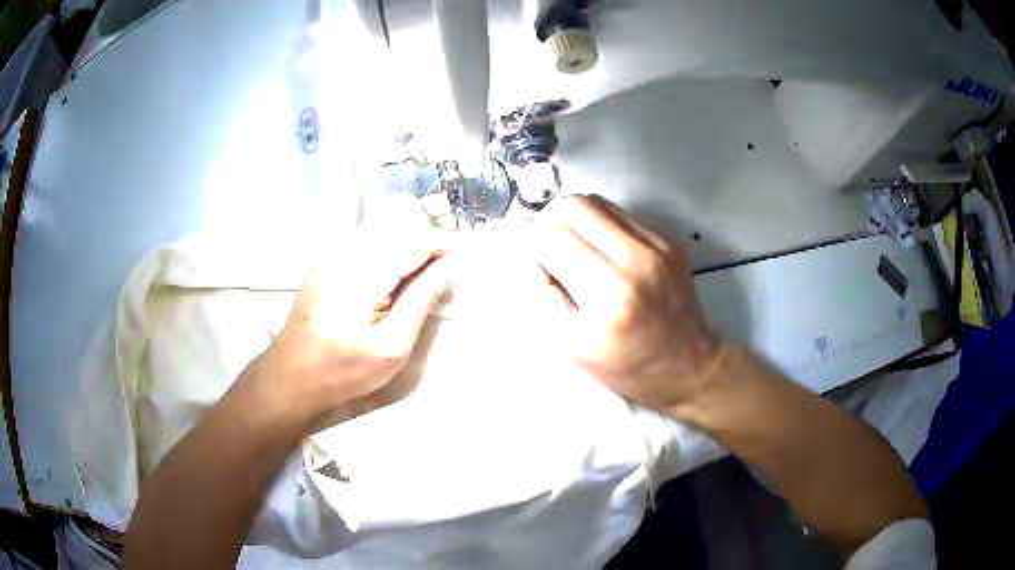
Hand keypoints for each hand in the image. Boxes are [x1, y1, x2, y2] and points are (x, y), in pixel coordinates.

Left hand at [247, 201, 454, 418]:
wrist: (293, 375)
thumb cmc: (343, 370)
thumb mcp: (392, 345)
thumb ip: (422, 298)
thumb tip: (451, 265)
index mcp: (361, 272)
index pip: (415, 239)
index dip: (447, 243)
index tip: (470, 256)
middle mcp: (344, 250)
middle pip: (401, 227)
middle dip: (432, 244)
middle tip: (451, 272)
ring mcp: (332, 252)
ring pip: (386, 233)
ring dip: (413, 249)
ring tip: (429, 277)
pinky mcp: (328, 259)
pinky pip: (370, 244)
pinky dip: (393, 254)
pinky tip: (398, 281)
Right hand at [509, 195, 718, 411]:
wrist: (689, 367)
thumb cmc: (628, 367)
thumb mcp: (574, 348)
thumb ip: (544, 299)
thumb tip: (528, 259)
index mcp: (609, 294)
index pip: (554, 238)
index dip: (526, 234)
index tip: (515, 240)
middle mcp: (637, 259)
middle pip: (576, 206)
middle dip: (549, 218)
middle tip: (543, 240)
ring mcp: (658, 246)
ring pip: (599, 203)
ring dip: (575, 217)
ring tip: (569, 242)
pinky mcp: (670, 242)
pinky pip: (622, 215)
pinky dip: (600, 225)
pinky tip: (600, 249)